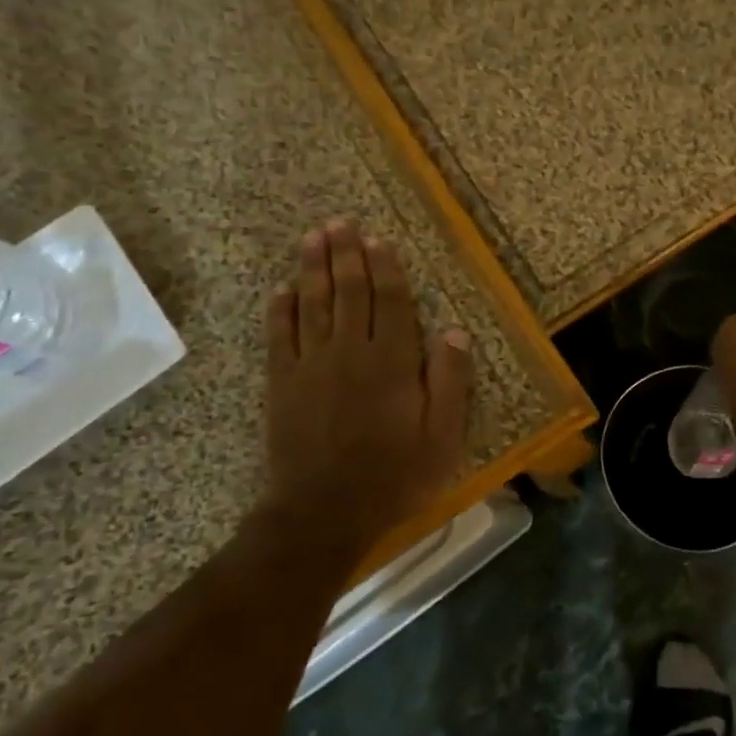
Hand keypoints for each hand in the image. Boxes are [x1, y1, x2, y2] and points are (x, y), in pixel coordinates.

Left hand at [263, 219, 473, 561]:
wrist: (323, 512)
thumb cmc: (393, 476)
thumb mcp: (441, 437)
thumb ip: (450, 381)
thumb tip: (455, 331)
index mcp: (391, 361)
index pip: (389, 301)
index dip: (385, 268)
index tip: (378, 240)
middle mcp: (350, 352)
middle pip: (348, 292)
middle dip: (345, 255)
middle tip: (339, 222)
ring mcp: (311, 366)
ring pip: (313, 305)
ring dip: (313, 269)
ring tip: (312, 238)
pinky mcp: (282, 384)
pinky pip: (280, 337)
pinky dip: (280, 310)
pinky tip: (281, 289)